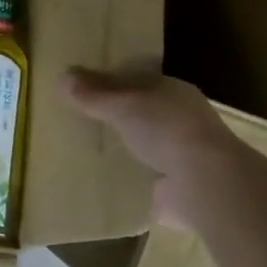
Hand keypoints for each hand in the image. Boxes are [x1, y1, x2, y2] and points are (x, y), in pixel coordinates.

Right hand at [62, 68, 233, 227]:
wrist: (205, 183)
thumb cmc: (164, 129)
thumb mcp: (121, 104)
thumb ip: (93, 93)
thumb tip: (62, 76)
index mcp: (174, 92)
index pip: (141, 82)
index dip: (116, 84)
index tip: (89, 91)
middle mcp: (185, 121)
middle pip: (147, 114)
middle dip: (124, 118)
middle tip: (89, 122)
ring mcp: (188, 157)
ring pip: (153, 147)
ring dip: (134, 151)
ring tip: (99, 154)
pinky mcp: (185, 189)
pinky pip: (155, 181)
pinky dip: (140, 183)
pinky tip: (117, 186)